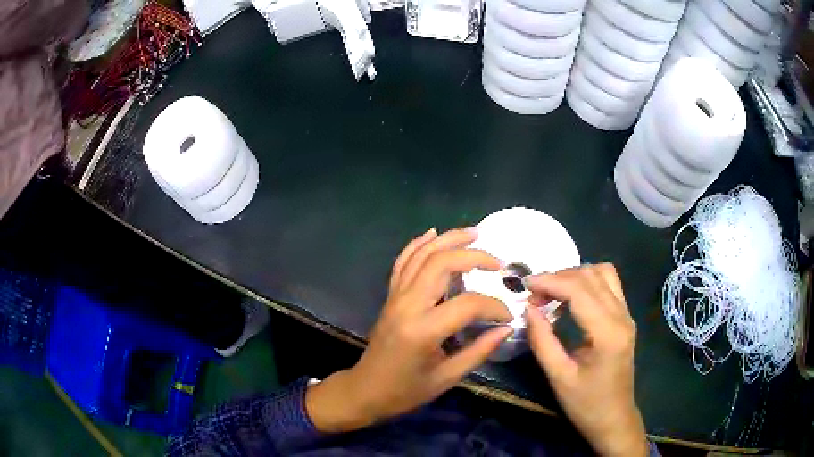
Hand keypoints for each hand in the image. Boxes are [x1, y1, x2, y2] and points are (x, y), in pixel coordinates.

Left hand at [306, 228, 512, 432]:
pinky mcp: (390, 296)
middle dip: (473, 256)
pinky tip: (433, 233)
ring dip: (448, 239)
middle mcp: (407, 305)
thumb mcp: (446, 378)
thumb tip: (506, 329)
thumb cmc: (405, 390)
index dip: (493, 306)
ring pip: (421, 254)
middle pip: (441, 263)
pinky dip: (418, 243)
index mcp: (423, 330)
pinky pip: (403, 262)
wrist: (365, 390)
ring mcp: (395, 296)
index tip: (507, 316)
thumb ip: (478, 351)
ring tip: (474, 232)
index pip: (468, 304)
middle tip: (497, 262)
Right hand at [525, 264, 646, 456]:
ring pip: (603, 273)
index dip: (550, 281)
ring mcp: (626, 315)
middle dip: (559, 277)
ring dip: (575, 276)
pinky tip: (570, 301)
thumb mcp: (559, 377)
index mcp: (608, 332)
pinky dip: (586, 283)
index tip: (525, 284)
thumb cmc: (586, 404)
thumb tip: (528, 309)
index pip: (579, 290)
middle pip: (591, 275)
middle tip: (534, 295)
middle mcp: (622, 316)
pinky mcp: (625, 319)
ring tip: (552, 294)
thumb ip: (542, 341)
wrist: (614, 419)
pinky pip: (608, 285)